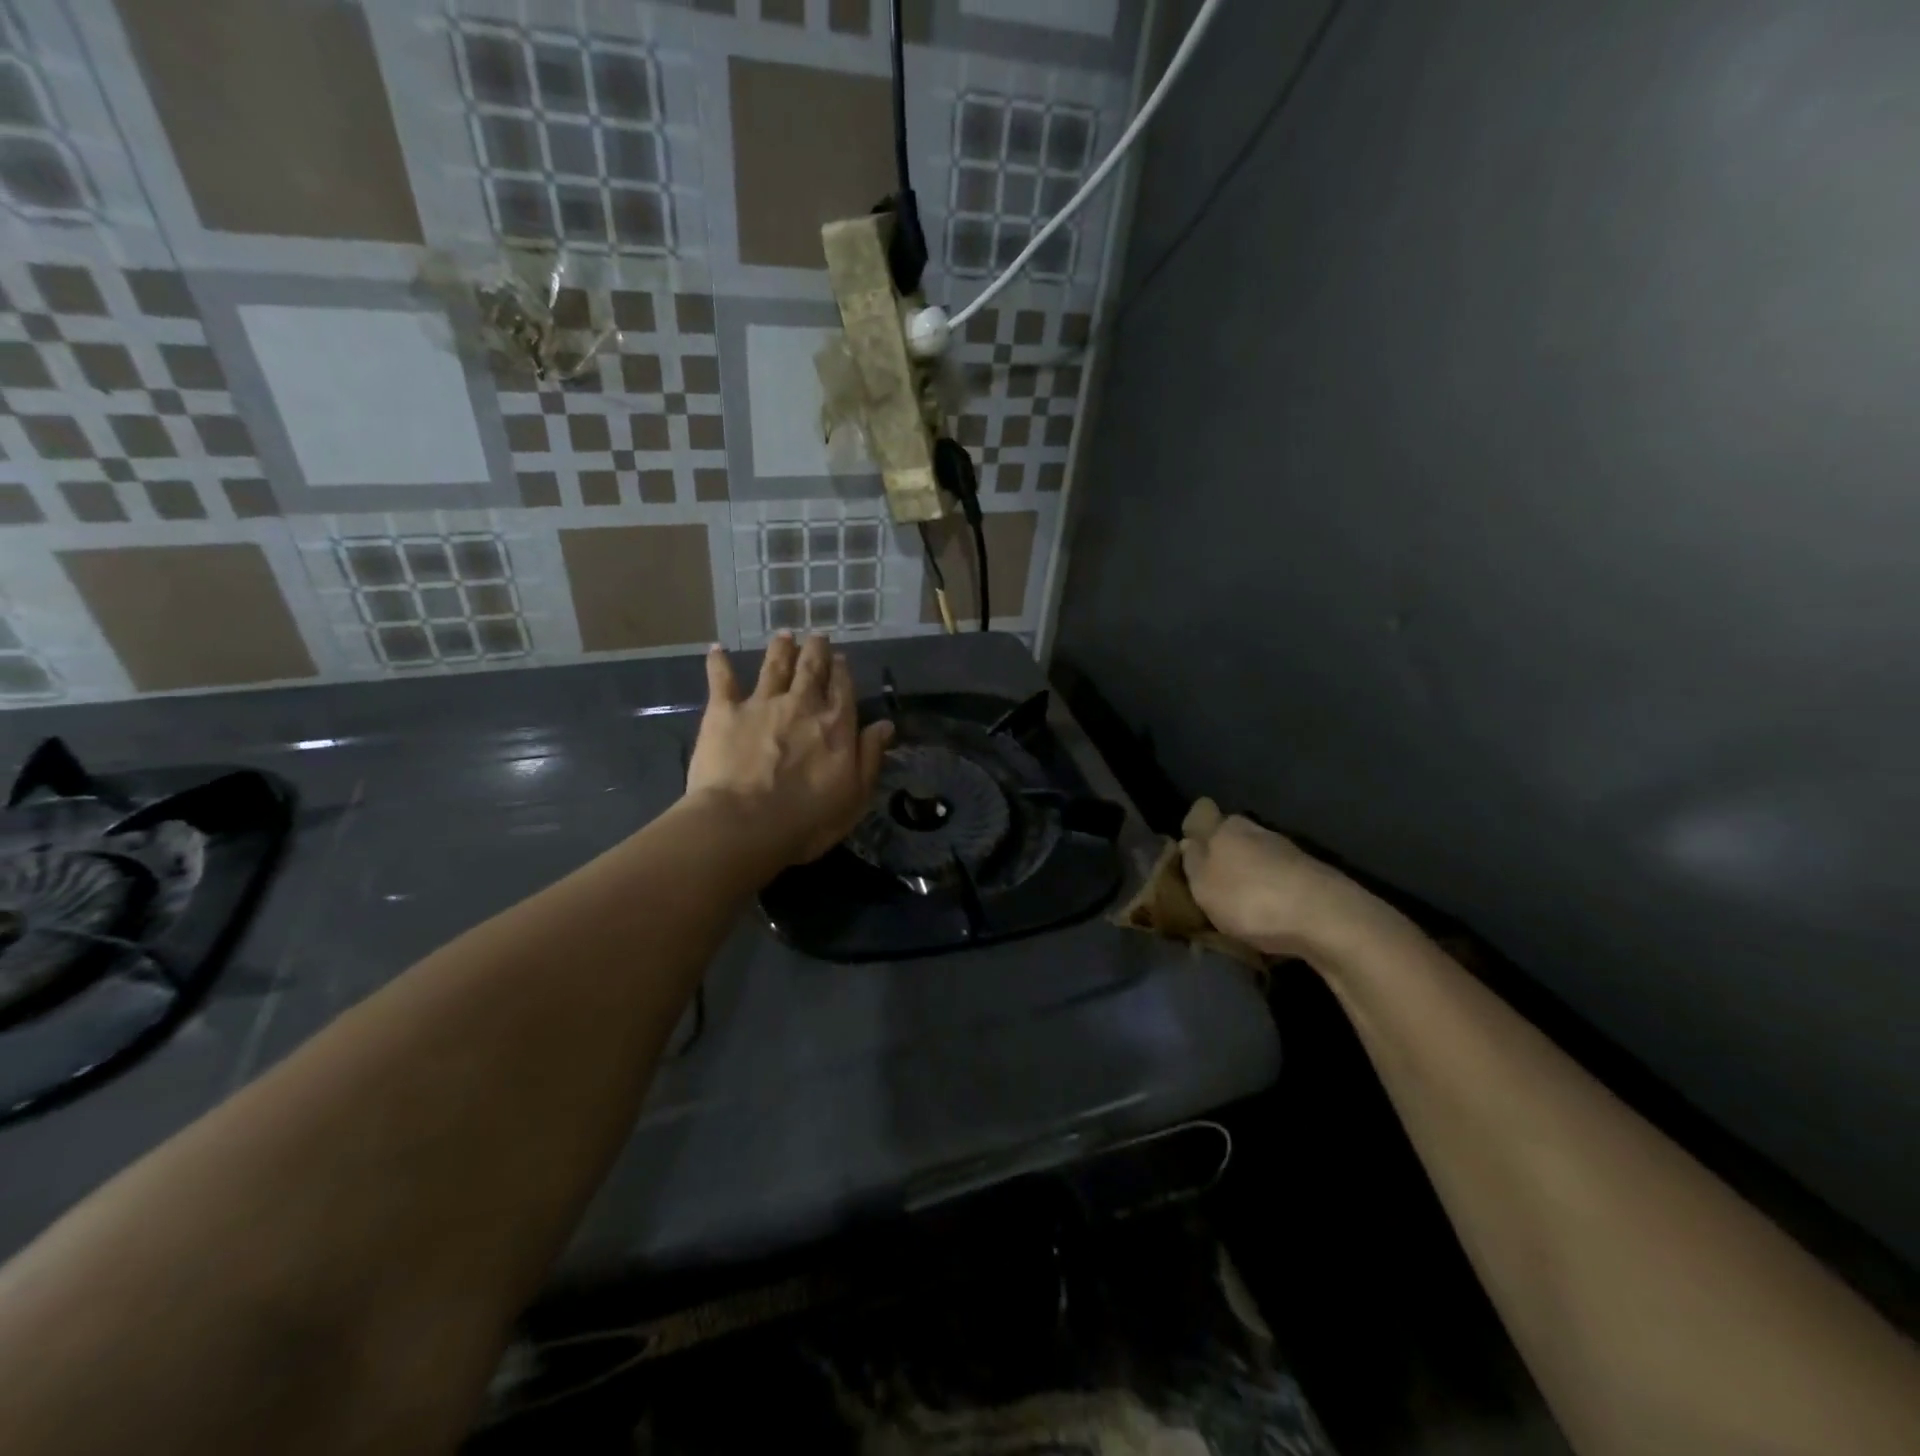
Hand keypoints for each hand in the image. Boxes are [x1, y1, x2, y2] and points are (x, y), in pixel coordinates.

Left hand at [686, 632, 893, 866]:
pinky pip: (722, 680)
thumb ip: (870, 756)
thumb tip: (885, 724)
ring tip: (784, 634)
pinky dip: (719, 663)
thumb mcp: (855, 796)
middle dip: (816, 650)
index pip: (842, 689)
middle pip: (811, 669)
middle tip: (817, 636)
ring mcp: (762, 704)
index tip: (841, 659)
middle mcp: (801, 704)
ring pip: (774, 666)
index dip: (842, 671)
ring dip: (781, 649)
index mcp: (836, 725)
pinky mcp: (724, 712)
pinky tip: (717, 650)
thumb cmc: (807, 819)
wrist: (744, 824)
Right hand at [1180, 806, 1378, 957]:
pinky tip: (1270, 912)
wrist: (1328, 919)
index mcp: (1225, 827)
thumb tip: (1188, 843)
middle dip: (1221, 851)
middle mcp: (1256, 830)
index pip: (1202, 811)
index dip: (1193, 826)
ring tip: (1241, 903)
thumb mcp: (1204, 887)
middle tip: (1210, 882)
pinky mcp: (1312, 874)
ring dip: (1248, 872)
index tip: (1187, 849)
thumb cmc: (1251, 899)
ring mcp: (1288, 851)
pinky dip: (1272, 889)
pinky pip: (1279, 876)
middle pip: (1231, 832)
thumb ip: (1193, 863)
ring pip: (1257, 854)